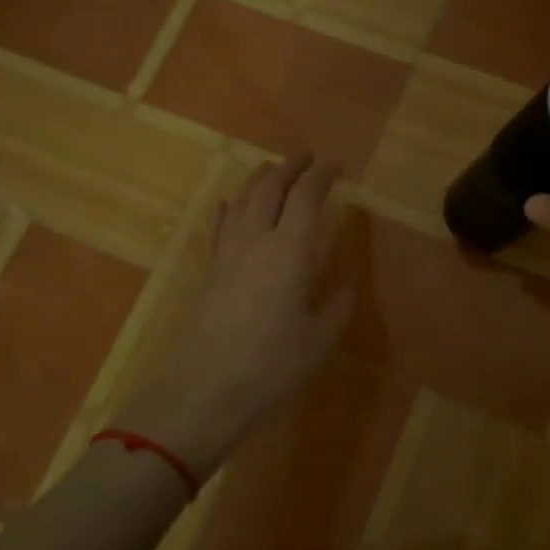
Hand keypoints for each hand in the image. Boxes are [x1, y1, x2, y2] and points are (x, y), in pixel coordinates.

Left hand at [114, 153, 352, 476]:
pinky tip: (229, 204)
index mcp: (290, 251)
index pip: (307, 197)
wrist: (203, 391)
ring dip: (260, 180)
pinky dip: (229, 210)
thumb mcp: (319, 341)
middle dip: (290, 167)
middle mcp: (257, 241)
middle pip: (271, 188)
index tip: (336, 164)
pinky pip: (220, 228)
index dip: (322, 175)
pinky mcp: (209, 273)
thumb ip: (336, 308)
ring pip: (243, 201)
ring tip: (272, 170)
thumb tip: (345, 288)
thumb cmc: (271, 366)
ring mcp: (228, 255)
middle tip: (307, 158)